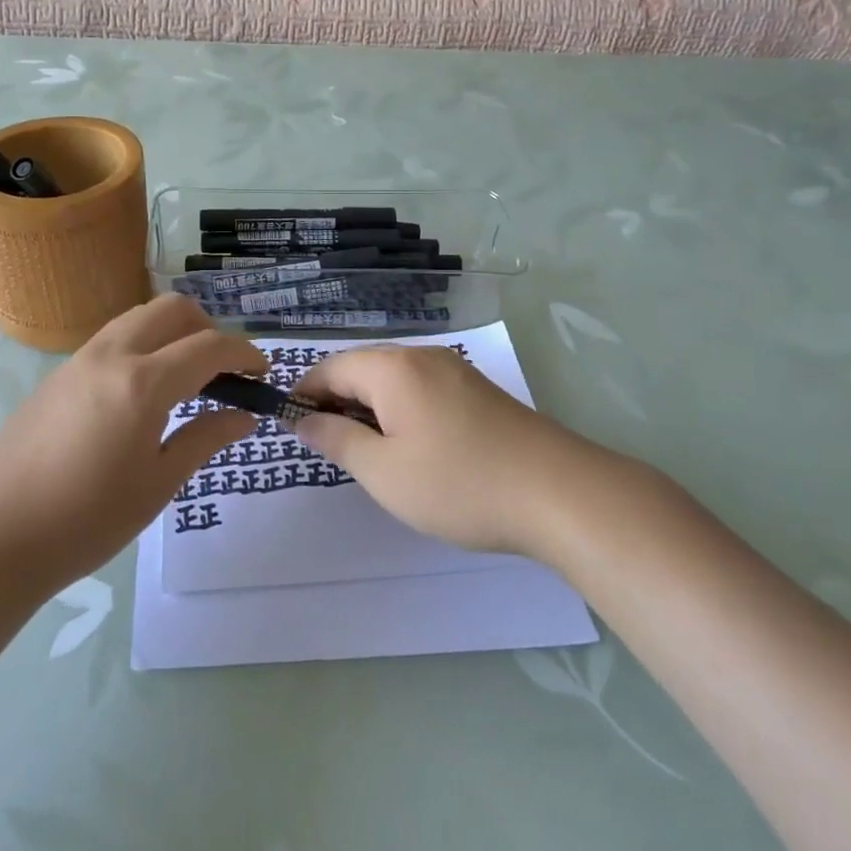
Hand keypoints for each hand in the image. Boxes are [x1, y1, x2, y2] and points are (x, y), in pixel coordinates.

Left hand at [0, 295, 264, 597]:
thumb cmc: (87, 520)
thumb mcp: (158, 484)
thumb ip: (205, 439)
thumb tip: (245, 416)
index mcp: (143, 383)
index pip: (209, 346)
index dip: (244, 353)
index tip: (262, 371)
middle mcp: (112, 355)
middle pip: (172, 310)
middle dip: (208, 329)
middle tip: (221, 371)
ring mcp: (79, 360)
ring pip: (138, 317)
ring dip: (171, 333)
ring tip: (183, 378)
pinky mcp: (57, 374)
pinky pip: (111, 339)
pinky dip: (141, 346)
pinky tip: (139, 394)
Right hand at [294, 346, 592, 556]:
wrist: (558, 493)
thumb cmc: (459, 484)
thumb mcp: (384, 472)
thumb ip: (337, 439)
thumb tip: (303, 419)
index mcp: (393, 368)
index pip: (330, 367)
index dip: (305, 394)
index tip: (292, 429)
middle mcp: (422, 356)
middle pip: (362, 368)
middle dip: (336, 401)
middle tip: (329, 447)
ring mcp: (455, 370)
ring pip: (393, 379)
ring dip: (369, 407)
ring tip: (367, 452)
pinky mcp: (478, 390)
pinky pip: (421, 388)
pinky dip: (401, 410)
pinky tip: (411, 446)